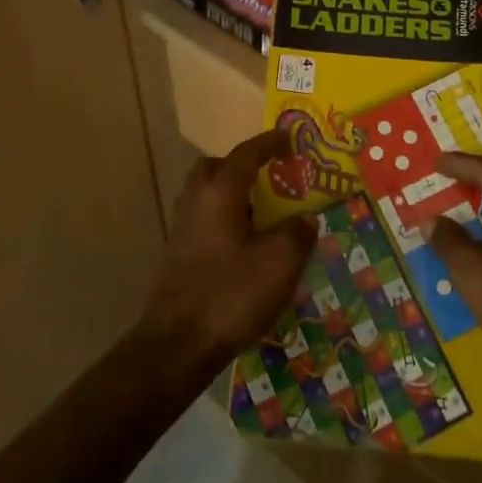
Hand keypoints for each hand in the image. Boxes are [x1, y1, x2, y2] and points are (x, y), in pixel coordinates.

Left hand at [139, 128, 315, 372]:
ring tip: (265, 214)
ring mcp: (183, 229)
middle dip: (244, 166)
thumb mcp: (279, 263)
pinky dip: (228, 220)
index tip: (290, 137)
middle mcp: (196, 201)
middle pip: (217, 169)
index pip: (246, 153)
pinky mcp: (179, 255)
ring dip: (235, 196)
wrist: (176, 345)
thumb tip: (305, 219)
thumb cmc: (230, 294)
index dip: (270, 142)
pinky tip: (248, 247)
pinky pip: (206, 221)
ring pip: (209, 196)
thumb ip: (297, 234)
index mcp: (219, 192)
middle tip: (271, 177)